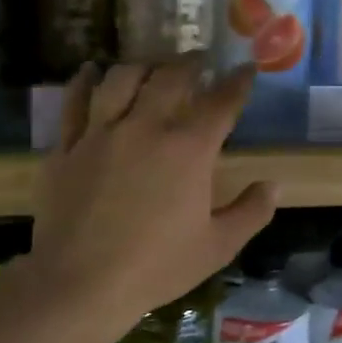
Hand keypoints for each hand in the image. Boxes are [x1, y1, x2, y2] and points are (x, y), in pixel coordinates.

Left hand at [30, 59, 277, 325]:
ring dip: (142, 66)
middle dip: (190, 63)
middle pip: (170, 77)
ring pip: (122, 79)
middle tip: (198, 59)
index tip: (246, 69)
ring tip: (151, 66)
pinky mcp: (67, 147)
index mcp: (188, 149)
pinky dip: (84, 81)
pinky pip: (74, 102)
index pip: (221, 102)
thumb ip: (251, 212)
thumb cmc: (156, 266)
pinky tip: (90, 71)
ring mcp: (101, 133)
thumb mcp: (217, 247)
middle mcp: (146, 127)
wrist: (79, 283)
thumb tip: (274, 185)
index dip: (237, 82)